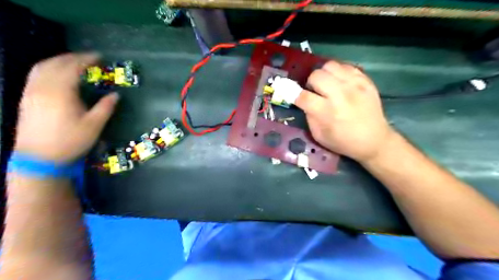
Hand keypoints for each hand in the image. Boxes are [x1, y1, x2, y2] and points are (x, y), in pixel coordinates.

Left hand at [14, 54, 118, 162]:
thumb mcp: (94, 125)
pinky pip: (35, 75)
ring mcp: (31, 92)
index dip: (86, 59)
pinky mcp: (26, 99)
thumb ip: (105, 107)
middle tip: (88, 58)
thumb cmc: (70, 141)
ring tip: (73, 62)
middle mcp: (43, 88)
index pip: (72, 67)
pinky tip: (56, 74)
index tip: (99, 57)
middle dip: (72, 57)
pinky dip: (48, 68)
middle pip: (55, 63)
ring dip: (58, 60)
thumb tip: (115, 95)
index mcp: (61, 93)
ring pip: (41, 67)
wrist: (39, 157)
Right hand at [296, 60, 393, 161]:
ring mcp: (355, 85)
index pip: (303, 96)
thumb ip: (309, 116)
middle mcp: (340, 95)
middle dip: (310, 83)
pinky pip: (346, 66)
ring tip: (327, 84)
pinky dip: (338, 73)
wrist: (374, 140)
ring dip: (324, 75)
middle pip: (316, 76)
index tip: (293, 95)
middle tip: (314, 91)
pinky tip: (340, 83)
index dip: (294, 94)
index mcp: (327, 112)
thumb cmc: (343, 141)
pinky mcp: (365, 80)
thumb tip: (304, 100)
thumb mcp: (319, 135)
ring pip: (330, 65)